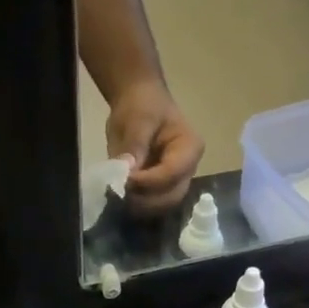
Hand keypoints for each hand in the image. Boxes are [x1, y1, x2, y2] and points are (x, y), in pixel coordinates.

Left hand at [106, 81, 203, 215]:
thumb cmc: (142, 105)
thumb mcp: (137, 119)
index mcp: (190, 147)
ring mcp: (176, 182)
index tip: (124, 179)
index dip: (148, 182)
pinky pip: (152, 204)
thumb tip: (127, 170)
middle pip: (171, 196)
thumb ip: (135, 145)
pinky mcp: (162, 189)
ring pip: (162, 205)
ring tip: (118, 194)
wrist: (139, 102)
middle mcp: (189, 169)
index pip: (172, 173)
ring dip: (139, 205)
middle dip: (144, 199)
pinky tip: (120, 196)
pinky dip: (136, 205)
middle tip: (118, 191)